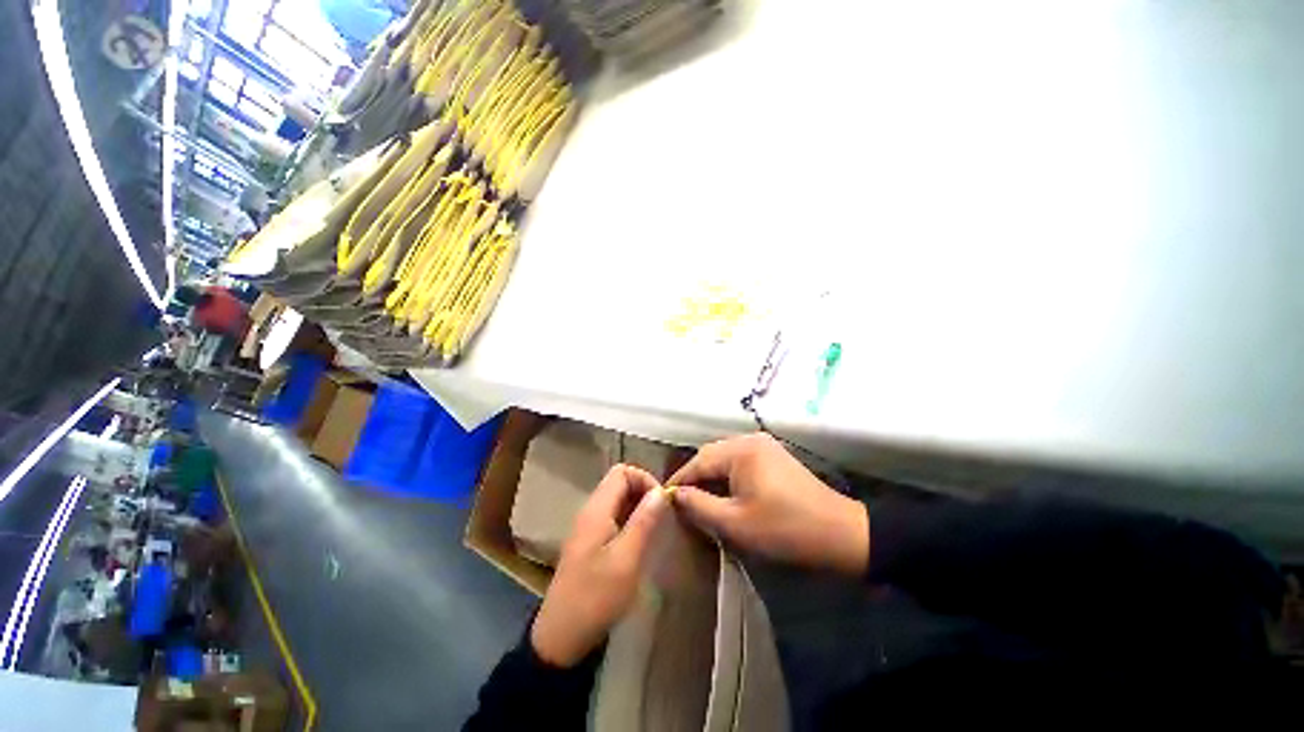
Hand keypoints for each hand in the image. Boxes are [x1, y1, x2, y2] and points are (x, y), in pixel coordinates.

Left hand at [530, 465, 669, 666]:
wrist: (562, 636)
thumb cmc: (596, 597)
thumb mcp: (627, 559)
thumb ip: (644, 521)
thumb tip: (660, 491)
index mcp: (596, 509)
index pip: (622, 472)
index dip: (644, 479)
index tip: (661, 503)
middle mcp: (591, 511)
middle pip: (619, 483)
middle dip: (643, 492)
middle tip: (661, 517)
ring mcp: (589, 526)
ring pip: (618, 500)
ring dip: (638, 507)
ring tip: (654, 529)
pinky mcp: (591, 541)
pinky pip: (614, 517)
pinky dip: (630, 520)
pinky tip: (640, 541)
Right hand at [668, 433, 868, 575]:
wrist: (840, 533)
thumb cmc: (784, 529)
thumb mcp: (735, 523)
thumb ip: (699, 505)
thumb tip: (675, 494)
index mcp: (741, 450)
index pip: (699, 461)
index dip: (680, 480)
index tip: (665, 498)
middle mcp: (750, 439)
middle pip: (711, 455)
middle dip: (696, 477)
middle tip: (682, 501)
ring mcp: (765, 445)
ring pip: (725, 457)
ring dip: (712, 476)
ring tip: (700, 498)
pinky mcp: (774, 455)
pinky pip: (740, 460)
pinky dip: (728, 475)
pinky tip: (726, 492)